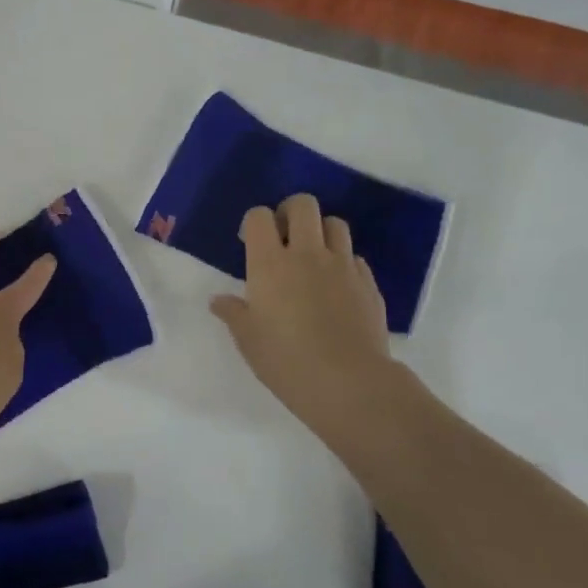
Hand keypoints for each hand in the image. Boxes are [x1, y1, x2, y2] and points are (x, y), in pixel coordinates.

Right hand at [209, 195, 414, 445]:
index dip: (253, 222)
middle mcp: (307, 253)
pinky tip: (336, 286)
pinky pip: (355, 257)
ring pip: (335, 224)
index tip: (249, 242)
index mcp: (269, 263)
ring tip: (312, 256)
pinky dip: (343, 261)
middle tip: (283, 237)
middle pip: (303, 205)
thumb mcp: (248, 339)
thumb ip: (233, 313)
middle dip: (290, 212)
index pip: (259, 216)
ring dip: (321, 231)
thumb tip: (219, 301)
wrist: (349, 382)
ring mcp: (342, 266)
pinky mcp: (368, 283)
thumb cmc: (285, 360)